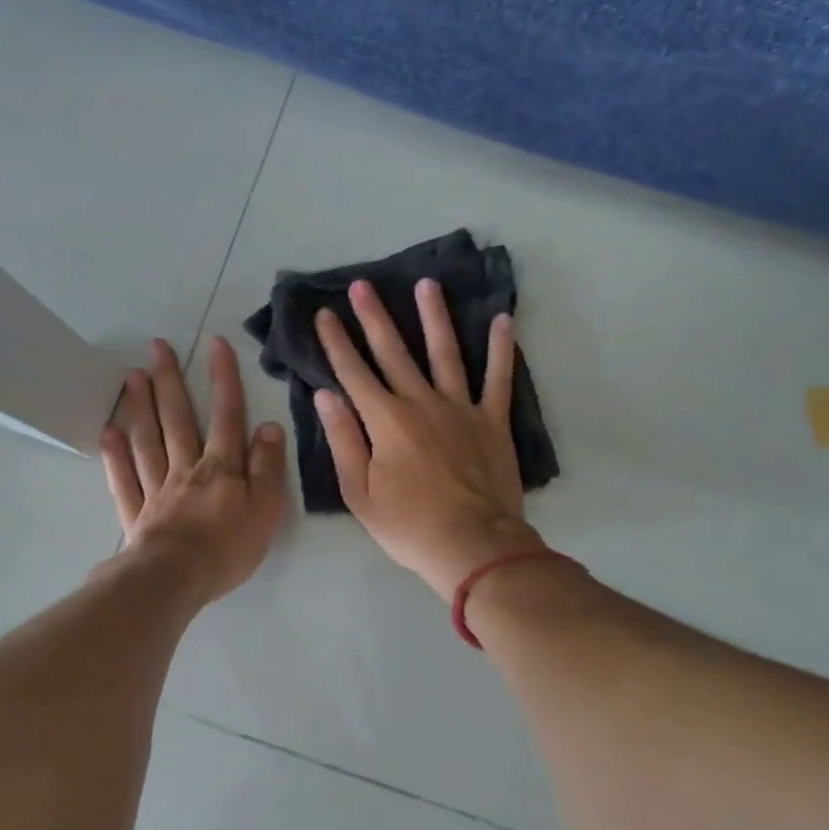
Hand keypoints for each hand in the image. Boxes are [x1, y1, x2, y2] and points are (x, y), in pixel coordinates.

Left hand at [98, 336, 287, 605]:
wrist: (176, 579)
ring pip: (148, 440)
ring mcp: (156, 489)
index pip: (226, 416)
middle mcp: (186, 469)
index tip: (215, 344)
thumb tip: (269, 426)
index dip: (223, 379)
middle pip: (178, 419)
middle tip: (158, 346)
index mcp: (221, 468)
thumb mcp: (266, 508)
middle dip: (171, 380)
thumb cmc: (228, 547)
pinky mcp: (136, 513)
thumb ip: (268, 467)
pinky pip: (123, 479)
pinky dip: (115, 455)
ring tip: (133, 376)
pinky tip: (108, 432)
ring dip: (141, 406)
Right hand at [315, 279, 544, 600]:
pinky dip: (501, 348)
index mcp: (385, 421)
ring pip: (445, 352)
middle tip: (363, 285)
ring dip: (434, 316)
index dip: (336, 342)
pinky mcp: (492, 421)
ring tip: (427, 284)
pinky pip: (498, 377)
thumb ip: (343, 439)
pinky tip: (503, 319)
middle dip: (374, 317)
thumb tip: (325, 394)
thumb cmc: (408, 526)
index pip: (353, 372)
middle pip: (393, 352)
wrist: (472, 545)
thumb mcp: (359, 492)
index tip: (325, 314)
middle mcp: (421, 402)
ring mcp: (461, 408)